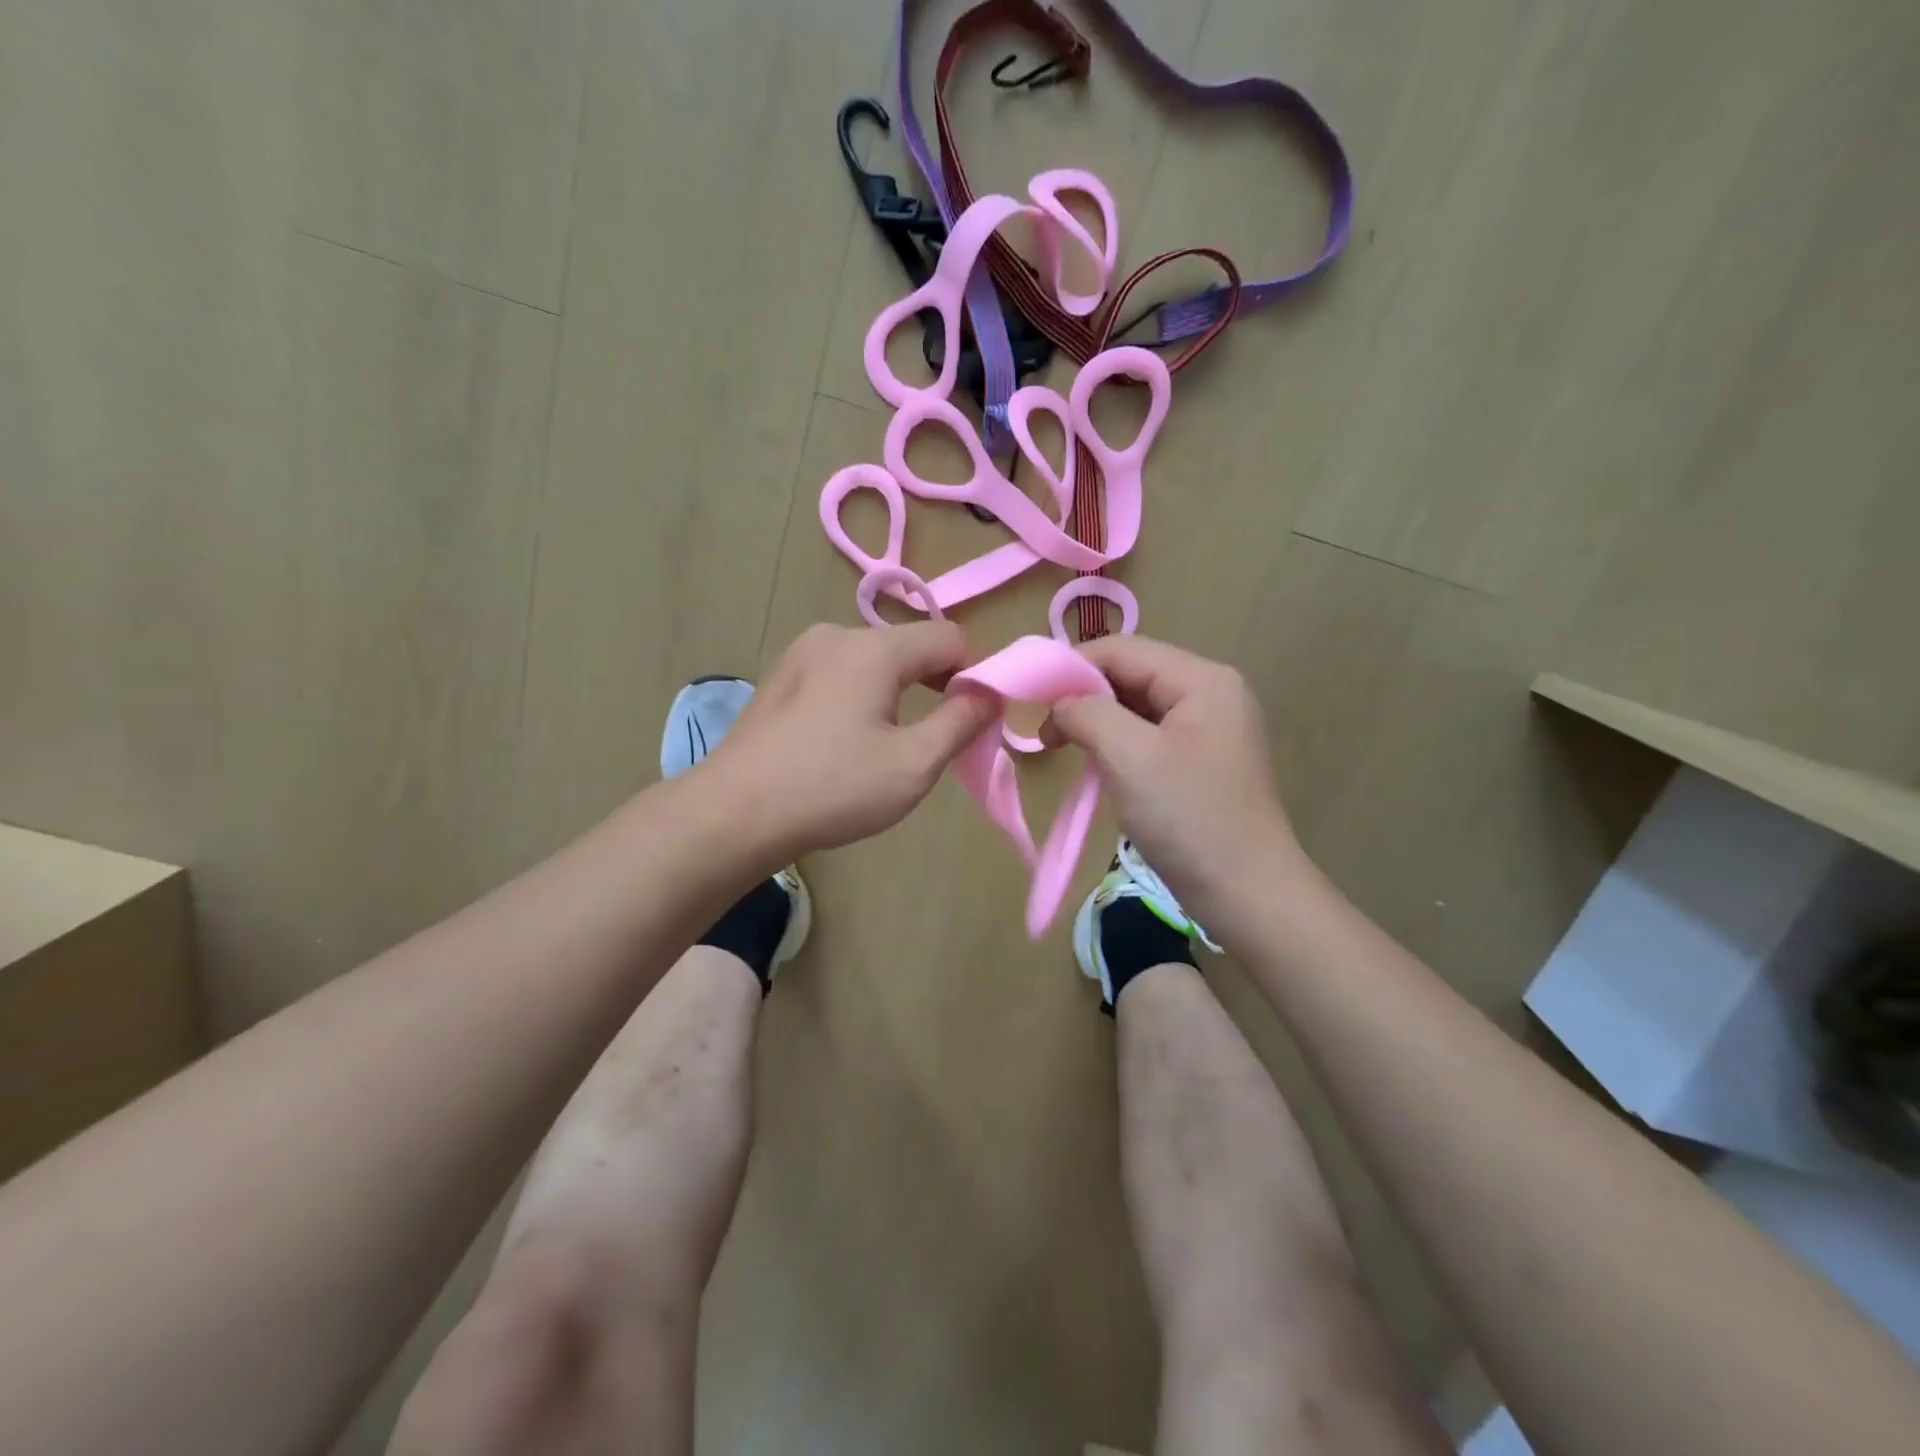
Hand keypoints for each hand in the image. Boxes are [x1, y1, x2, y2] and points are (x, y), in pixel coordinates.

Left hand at [704, 621, 997, 858]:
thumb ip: (960, 723)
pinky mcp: (779, 679)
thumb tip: (990, 695)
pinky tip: (848, 741)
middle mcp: (835, 635)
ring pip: (873, 661)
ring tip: (894, 744)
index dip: (976, 674)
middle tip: (942, 737)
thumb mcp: (913, 764)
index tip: (978, 719)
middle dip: (937, 684)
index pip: (950, 638)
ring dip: (899, 692)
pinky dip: (862, 697)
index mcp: (873, 648)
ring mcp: (800, 654)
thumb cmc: (832, 788)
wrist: (732, 814)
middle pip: (909, 647)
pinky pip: (839, 675)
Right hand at [1044, 636, 1305, 925]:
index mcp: (1203, 680)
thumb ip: (1088, 712)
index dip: (1072, 666)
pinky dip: (1117, 745)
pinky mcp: (1202, 762)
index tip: (1031, 698)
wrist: (1246, 894)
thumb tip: (1060, 703)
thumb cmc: (1187, 817)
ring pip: (1138, 708)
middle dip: (1084, 697)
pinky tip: (1097, 766)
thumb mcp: (1129, 755)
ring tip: (1063, 747)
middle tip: (1046, 732)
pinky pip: (1150, 737)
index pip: (1124, 650)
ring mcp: (1210, 730)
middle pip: (1132, 675)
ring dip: (1097, 722)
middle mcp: (1211, 694)